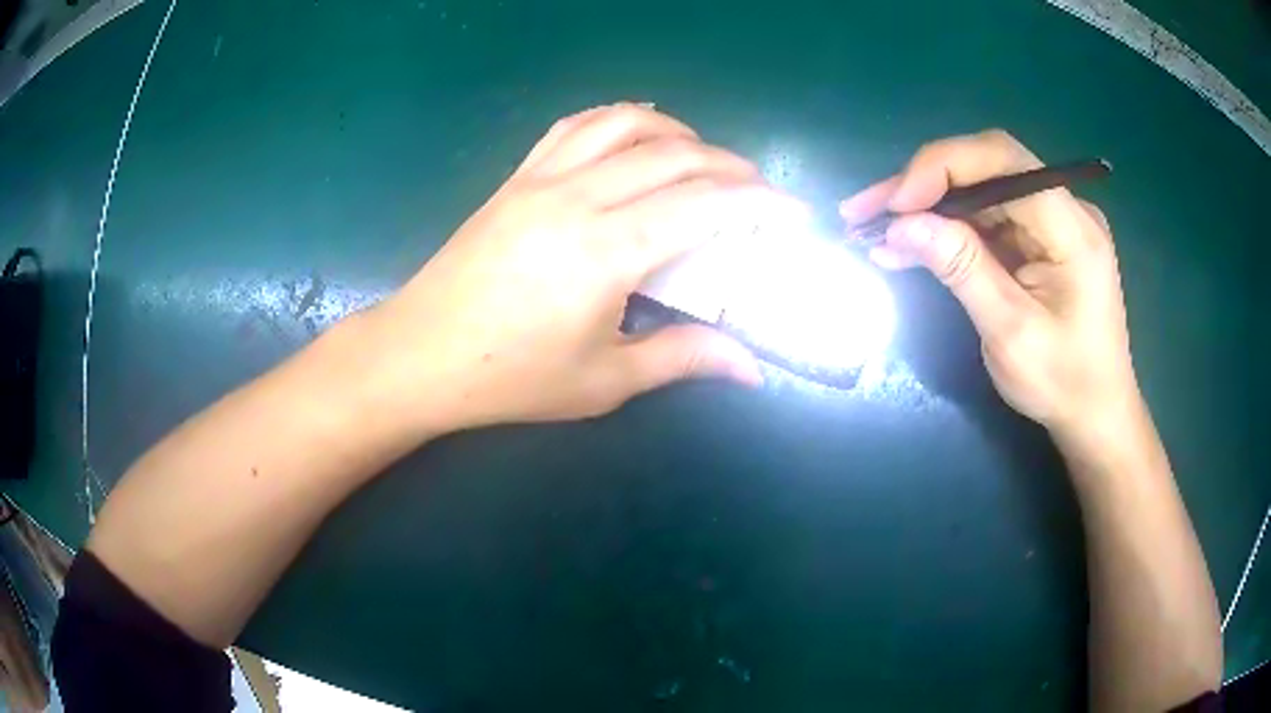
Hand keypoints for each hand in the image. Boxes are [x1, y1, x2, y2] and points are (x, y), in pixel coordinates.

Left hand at [362, 104, 803, 433]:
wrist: (419, 355)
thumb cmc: (510, 378)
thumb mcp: (603, 380)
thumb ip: (682, 358)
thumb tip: (752, 367)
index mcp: (607, 251)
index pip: (705, 206)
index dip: (759, 203)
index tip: (793, 211)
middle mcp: (578, 198)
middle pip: (674, 155)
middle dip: (730, 165)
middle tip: (757, 190)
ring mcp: (541, 179)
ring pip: (624, 124)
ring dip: (676, 131)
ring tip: (701, 157)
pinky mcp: (516, 178)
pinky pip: (573, 127)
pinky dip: (616, 119)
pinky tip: (633, 136)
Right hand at [840, 130, 1140, 436]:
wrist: (1095, 414)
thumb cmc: (1062, 384)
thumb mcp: (1010, 333)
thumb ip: (961, 269)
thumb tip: (900, 225)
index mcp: (1072, 228)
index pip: (1003, 160)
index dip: (942, 167)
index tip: (894, 203)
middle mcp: (1065, 208)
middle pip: (986, 167)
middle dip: (923, 184)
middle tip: (865, 210)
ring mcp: (1052, 221)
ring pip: (979, 189)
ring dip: (927, 206)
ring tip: (872, 228)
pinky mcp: (1038, 238)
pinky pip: (986, 217)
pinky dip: (946, 228)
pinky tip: (908, 245)